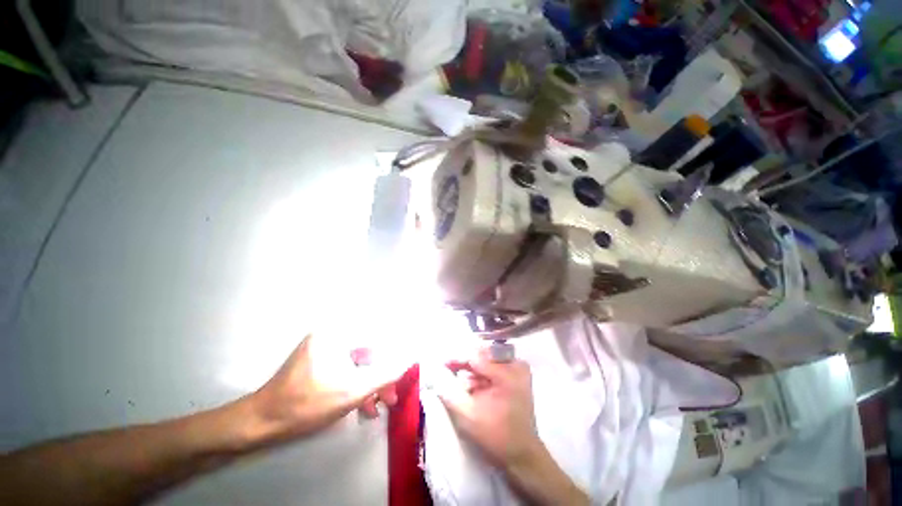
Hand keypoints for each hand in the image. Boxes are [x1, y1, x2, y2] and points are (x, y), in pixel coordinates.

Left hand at [247, 334, 402, 442]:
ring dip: (370, 383)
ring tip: (380, 404)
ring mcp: (324, 349)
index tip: (403, 365)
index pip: (376, 334)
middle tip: (392, 394)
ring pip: (357, 363)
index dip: (393, 350)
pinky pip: (345, 369)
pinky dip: (355, 384)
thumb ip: (384, 375)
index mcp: (337, 334)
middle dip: (381, 374)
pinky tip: (363, 405)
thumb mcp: (352, 391)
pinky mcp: (319, 362)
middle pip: (367, 351)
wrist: (262, 423)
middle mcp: (331, 335)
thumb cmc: (307, 403)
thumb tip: (408, 361)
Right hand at [435, 351, 543, 467]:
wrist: (521, 456)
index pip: (476, 356)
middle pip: (482, 356)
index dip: (457, 358)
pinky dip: (480, 376)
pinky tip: (470, 386)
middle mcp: (516, 365)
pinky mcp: (516, 377)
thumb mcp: (469, 415)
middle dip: (464, 364)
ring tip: (458, 383)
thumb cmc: (496, 436)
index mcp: (508, 372)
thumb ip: (450, 392)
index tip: (441, 362)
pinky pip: (493, 369)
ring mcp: (518, 370)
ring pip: (487, 362)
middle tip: (446, 369)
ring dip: (471, 372)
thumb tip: (435, 374)